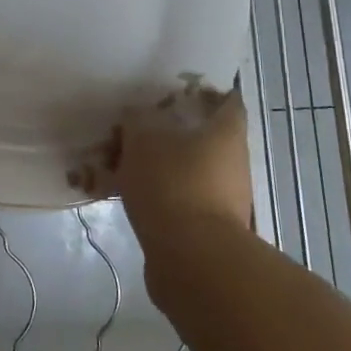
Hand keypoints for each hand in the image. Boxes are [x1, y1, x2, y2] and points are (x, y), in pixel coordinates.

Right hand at [72, 83, 253, 241]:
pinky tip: (121, 194)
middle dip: (168, 132)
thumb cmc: (172, 184)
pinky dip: (154, 193)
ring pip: (185, 169)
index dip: (203, 92)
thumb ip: (137, 119)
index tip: (173, 90)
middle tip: (133, 128)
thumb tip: (137, 115)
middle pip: (202, 136)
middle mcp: (233, 162)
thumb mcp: (142, 139)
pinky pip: (177, 198)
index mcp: (226, 133)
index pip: (227, 101)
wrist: (192, 260)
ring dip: (157, 165)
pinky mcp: (207, 227)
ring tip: (117, 163)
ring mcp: (224, 198)